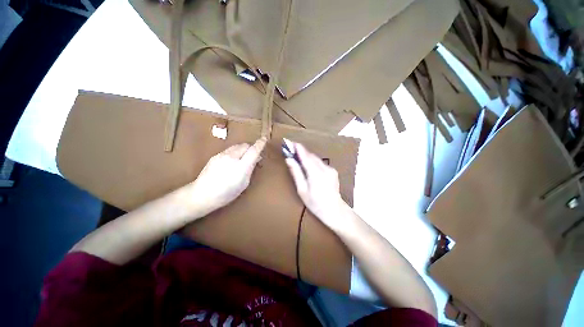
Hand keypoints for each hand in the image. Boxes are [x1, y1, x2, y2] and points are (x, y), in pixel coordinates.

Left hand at [188, 137, 266, 216]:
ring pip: (237, 146)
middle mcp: (232, 157)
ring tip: (243, 158)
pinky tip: (232, 161)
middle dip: (251, 148)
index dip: (260, 144)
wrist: (201, 194)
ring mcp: (222, 155)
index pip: (253, 151)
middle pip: (245, 145)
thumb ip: (251, 169)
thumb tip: (256, 159)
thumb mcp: (244, 183)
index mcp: (241, 166)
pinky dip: (235, 152)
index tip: (264, 139)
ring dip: (243, 149)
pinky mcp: (215, 155)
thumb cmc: (227, 193)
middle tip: (253, 156)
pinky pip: (229, 149)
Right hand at [285, 141, 350, 231]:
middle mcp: (325, 168)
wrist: (335, 210)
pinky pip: (320, 163)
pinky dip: (313, 161)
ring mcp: (330, 169)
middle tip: (291, 149)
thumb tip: (289, 160)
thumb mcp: (302, 190)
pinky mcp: (333, 171)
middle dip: (301, 151)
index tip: (290, 142)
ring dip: (306, 156)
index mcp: (316, 174)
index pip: (305, 156)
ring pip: (316, 159)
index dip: (297, 148)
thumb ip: (296, 173)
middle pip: (311, 156)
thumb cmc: (315, 203)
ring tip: (297, 156)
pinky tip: (308, 165)